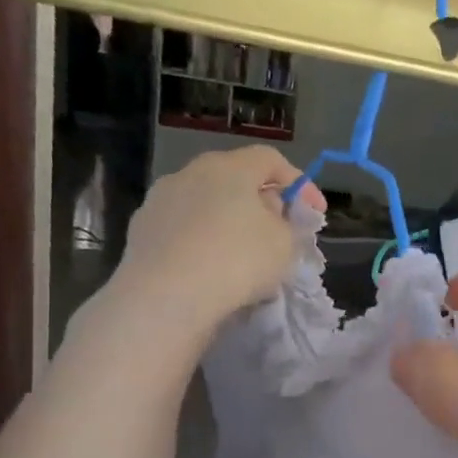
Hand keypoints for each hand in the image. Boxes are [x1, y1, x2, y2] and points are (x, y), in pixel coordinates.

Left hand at [100, 146, 323, 354]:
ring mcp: (159, 200)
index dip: (300, 183)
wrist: (166, 298)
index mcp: (229, 167)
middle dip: (262, 201)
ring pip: (206, 203)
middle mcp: (190, 173)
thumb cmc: (237, 260)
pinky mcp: (141, 230)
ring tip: (244, 252)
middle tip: (280, 230)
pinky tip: (211, 267)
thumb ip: (287, 223)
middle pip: (235, 178)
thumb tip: (271, 214)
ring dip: (229, 221)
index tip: (316, 212)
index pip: (271, 160)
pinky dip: (203, 240)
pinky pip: (184, 228)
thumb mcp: (285, 243)